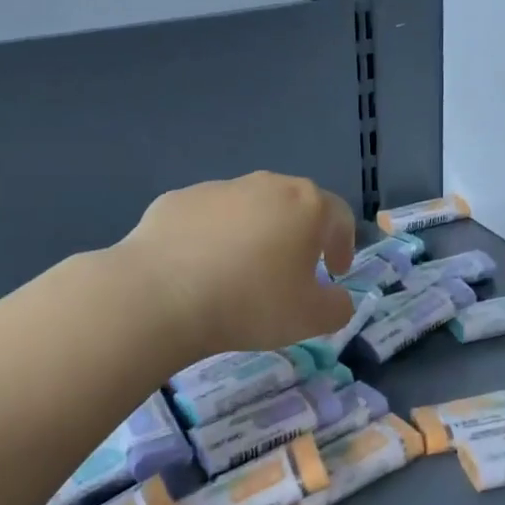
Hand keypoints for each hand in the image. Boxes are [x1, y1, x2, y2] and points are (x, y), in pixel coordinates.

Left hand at [117, 172, 356, 361]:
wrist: (161, 294)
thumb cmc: (250, 303)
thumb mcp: (310, 319)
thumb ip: (337, 307)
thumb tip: (337, 297)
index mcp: (305, 205)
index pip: (339, 216)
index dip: (343, 244)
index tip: (335, 271)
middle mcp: (265, 185)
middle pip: (293, 204)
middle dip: (299, 235)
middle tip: (293, 270)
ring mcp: (218, 188)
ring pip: (248, 208)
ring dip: (254, 234)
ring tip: (241, 272)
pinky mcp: (177, 199)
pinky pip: (206, 218)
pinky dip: (212, 238)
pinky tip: (199, 269)